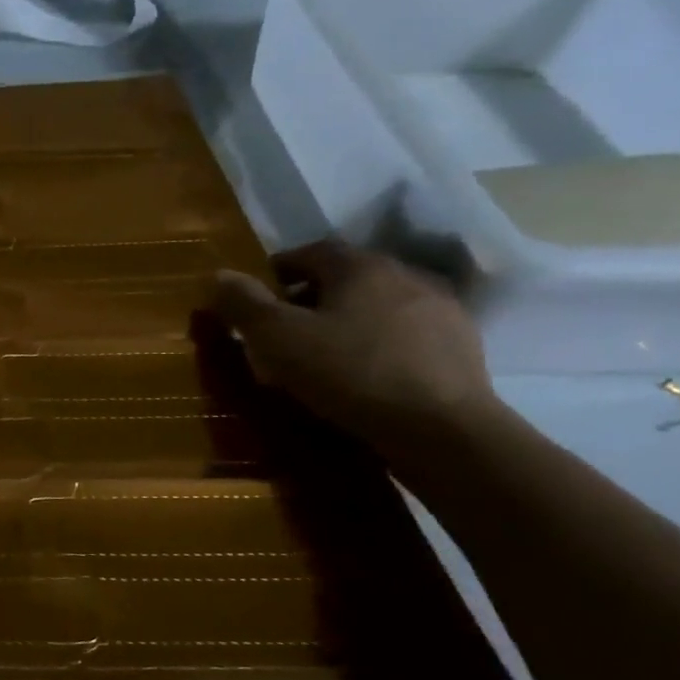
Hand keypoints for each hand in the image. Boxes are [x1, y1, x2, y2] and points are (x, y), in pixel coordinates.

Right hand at [209, 240, 500, 450]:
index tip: (256, 296)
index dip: (278, 269)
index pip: (311, 251)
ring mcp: (440, 310)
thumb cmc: (348, 373)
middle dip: (310, 296)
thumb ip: (244, 304)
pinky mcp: (460, 346)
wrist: (441, 428)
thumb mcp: (277, 338)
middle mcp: (405, 275)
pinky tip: (363, 372)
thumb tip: (218, 274)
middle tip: (282, 327)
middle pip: (346, 277)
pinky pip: (403, 333)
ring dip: (346, 319)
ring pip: (376, 305)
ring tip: (322, 353)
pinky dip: (377, 342)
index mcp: (360, 266)